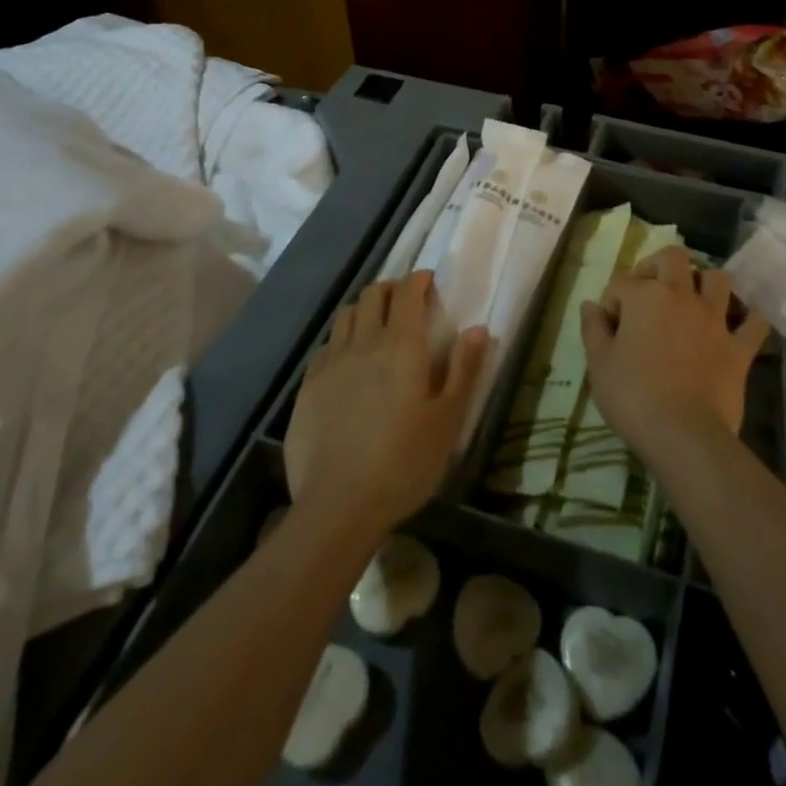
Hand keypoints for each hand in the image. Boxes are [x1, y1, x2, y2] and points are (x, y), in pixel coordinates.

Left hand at [285, 272, 488, 536]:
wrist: (338, 505)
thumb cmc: (404, 463)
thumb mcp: (447, 421)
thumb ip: (464, 370)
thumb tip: (478, 328)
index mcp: (401, 346)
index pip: (407, 292)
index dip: (419, 280)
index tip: (429, 282)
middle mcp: (363, 343)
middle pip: (373, 295)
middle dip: (392, 288)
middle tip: (407, 302)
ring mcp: (330, 363)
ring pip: (346, 315)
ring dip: (365, 309)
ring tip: (377, 326)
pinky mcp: (307, 386)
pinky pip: (326, 346)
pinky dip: (342, 340)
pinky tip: (348, 362)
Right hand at [579, 247, 770, 471]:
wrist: (684, 435)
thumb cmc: (633, 396)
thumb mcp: (599, 363)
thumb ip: (593, 328)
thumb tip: (591, 305)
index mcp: (645, 296)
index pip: (621, 282)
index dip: (611, 301)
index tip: (608, 327)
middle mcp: (682, 296)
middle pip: (673, 258)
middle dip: (657, 266)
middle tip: (648, 291)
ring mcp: (715, 319)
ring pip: (717, 279)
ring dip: (704, 282)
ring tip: (693, 299)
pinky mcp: (739, 347)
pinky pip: (754, 322)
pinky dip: (749, 317)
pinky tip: (740, 321)